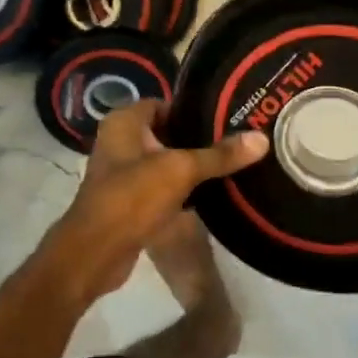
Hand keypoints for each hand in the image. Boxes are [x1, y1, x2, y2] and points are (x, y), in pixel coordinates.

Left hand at [44, 101, 268, 303]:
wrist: (95, 254)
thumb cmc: (132, 198)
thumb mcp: (181, 170)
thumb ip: (220, 155)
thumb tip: (262, 138)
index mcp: (124, 122)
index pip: (165, 103)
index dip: (193, 109)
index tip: (227, 116)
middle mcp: (119, 141)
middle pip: (166, 132)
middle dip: (197, 138)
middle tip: (235, 140)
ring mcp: (121, 172)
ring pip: (164, 161)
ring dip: (189, 165)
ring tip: (229, 164)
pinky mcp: (127, 201)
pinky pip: (160, 186)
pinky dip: (180, 188)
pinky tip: (209, 193)